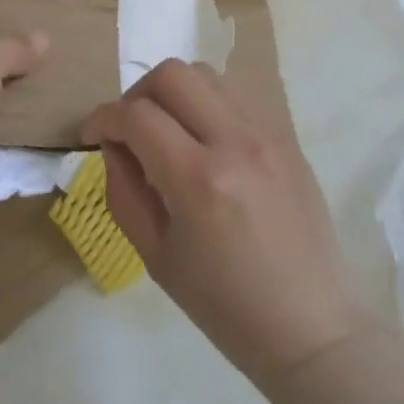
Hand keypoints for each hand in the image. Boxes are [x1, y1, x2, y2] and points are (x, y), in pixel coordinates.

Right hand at [83, 60, 367, 386]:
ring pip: (207, 74)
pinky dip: (208, 104)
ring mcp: (267, 134)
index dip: (102, 119)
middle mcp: (234, 142)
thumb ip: (124, 191)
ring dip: (175, 93)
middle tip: (130, 129)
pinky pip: (237, 95)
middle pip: (172, 75)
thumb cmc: (225, 307)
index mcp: (198, 180)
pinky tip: (205, 140)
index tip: (91, 135)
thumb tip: (113, 146)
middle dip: (136, 95)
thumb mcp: (156, 257)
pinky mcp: (286, 137)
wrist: (311, 329)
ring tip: (169, 130)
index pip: (136, 116)